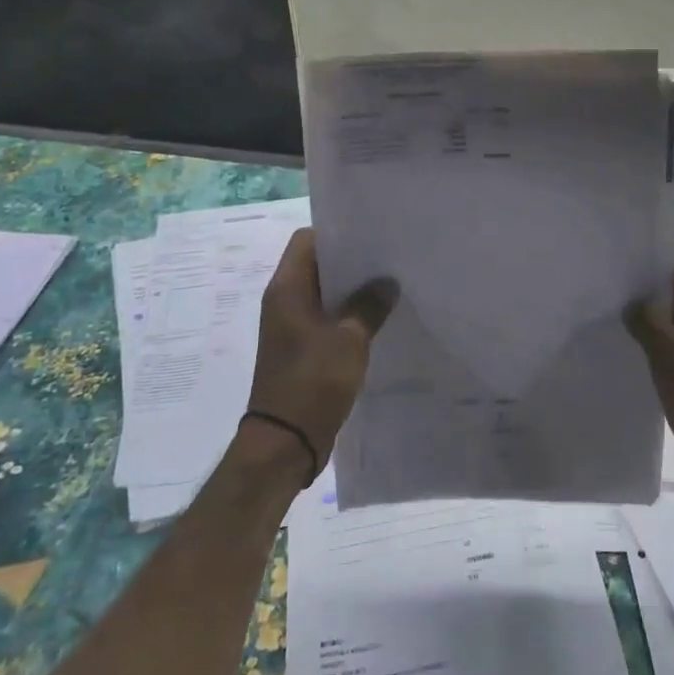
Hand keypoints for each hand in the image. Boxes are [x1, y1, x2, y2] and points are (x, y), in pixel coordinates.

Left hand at [246, 229, 397, 480]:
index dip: (336, 233)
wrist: (286, 442)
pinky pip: (326, 320)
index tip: (370, 235)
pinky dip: (347, 317)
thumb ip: (369, 305)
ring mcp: (291, 327)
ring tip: (389, 287)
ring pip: (324, 295)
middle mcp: (284, 302)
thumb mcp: (350, 339)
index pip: (307, 240)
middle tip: (388, 259)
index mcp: (287, 289)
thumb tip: (387, 283)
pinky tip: (377, 321)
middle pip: (317, 266)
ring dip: (351, 292)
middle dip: (351, 262)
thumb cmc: (313, 381)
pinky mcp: (301, 350)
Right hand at [626, 254, 673, 508]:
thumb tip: (631, 302)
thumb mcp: (672, 356)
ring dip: (648, 317)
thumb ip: (648, 321)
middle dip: (646, 290)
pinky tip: (629, 348)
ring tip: (611, 316)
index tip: (619, 266)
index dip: (652, 262)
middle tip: (607, 291)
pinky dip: (655, 341)